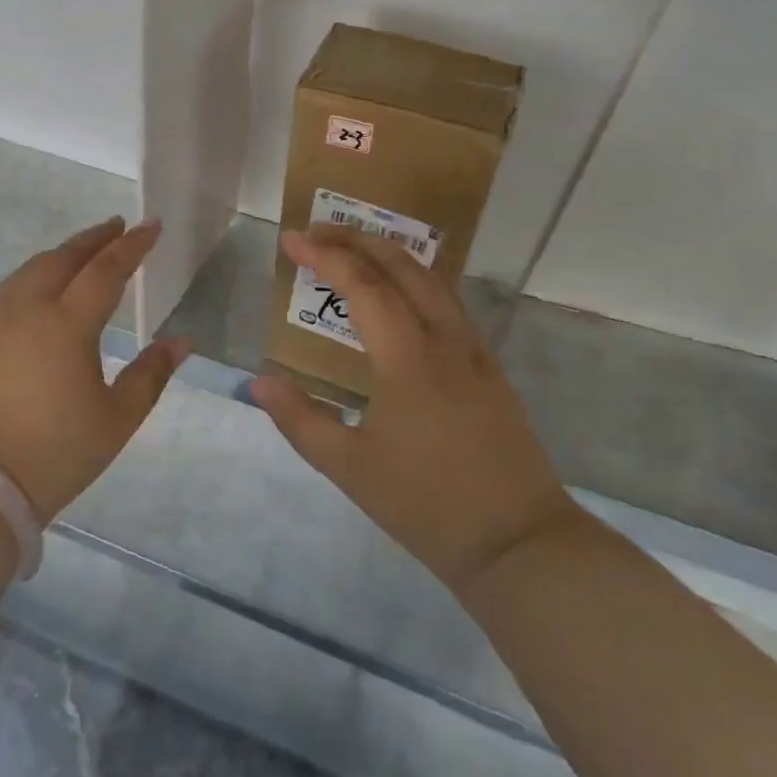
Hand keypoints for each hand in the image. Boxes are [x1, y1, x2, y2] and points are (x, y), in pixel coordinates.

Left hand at [0, 217, 190, 524]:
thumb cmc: (58, 451)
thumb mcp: (118, 418)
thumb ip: (152, 373)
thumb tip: (184, 341)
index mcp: (68, 324)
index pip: (105, 269)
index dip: (132, 245)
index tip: (151, 224)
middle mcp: (30, 310)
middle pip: (64, 258)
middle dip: (94, 239)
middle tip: (117, 227)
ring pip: (32, 269)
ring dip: (61, 253)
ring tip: (82, 251)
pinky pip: (11, 290)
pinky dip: (35, 275)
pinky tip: (42, 287)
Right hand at [251, 226, 579, 594]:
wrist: (519, 543)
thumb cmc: (426, 504)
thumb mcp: (349, 467)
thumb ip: (299, 419)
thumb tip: (257, 383)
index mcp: (408, 358)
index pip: (363, 285)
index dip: (324, 257)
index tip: (291, 240)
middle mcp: (445, 340)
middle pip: (403, 267)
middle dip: (358, 239)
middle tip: (318, 233)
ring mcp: (474, 352)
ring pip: (432, 280)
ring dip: (390, 254)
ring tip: (354, 251)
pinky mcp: (490, 369)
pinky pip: (449, 304)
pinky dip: (416, 281)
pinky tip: (400, 297)